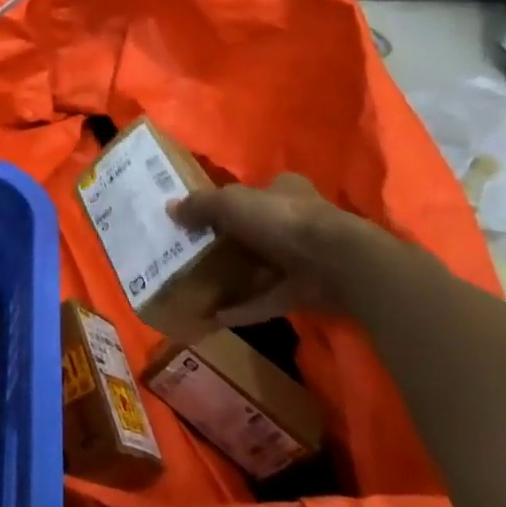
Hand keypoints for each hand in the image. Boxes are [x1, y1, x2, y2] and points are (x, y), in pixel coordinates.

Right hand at [168, 174, 354, 326]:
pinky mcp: (307, 291)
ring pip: (264, 267)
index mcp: (284, 190)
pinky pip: (269, 299)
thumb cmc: (281, 220)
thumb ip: (200, 206)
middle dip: (231, 243)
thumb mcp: (231, 204)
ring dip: (237, 278)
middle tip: (196, 254)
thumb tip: (169, 208)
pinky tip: (218, 316)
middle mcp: (297, 221)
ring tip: (202, 288)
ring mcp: (305, 258)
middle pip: (257, 231)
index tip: (205, 218)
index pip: (257, 192)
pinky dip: (246, 307)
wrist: (336, 263)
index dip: (231, 203)